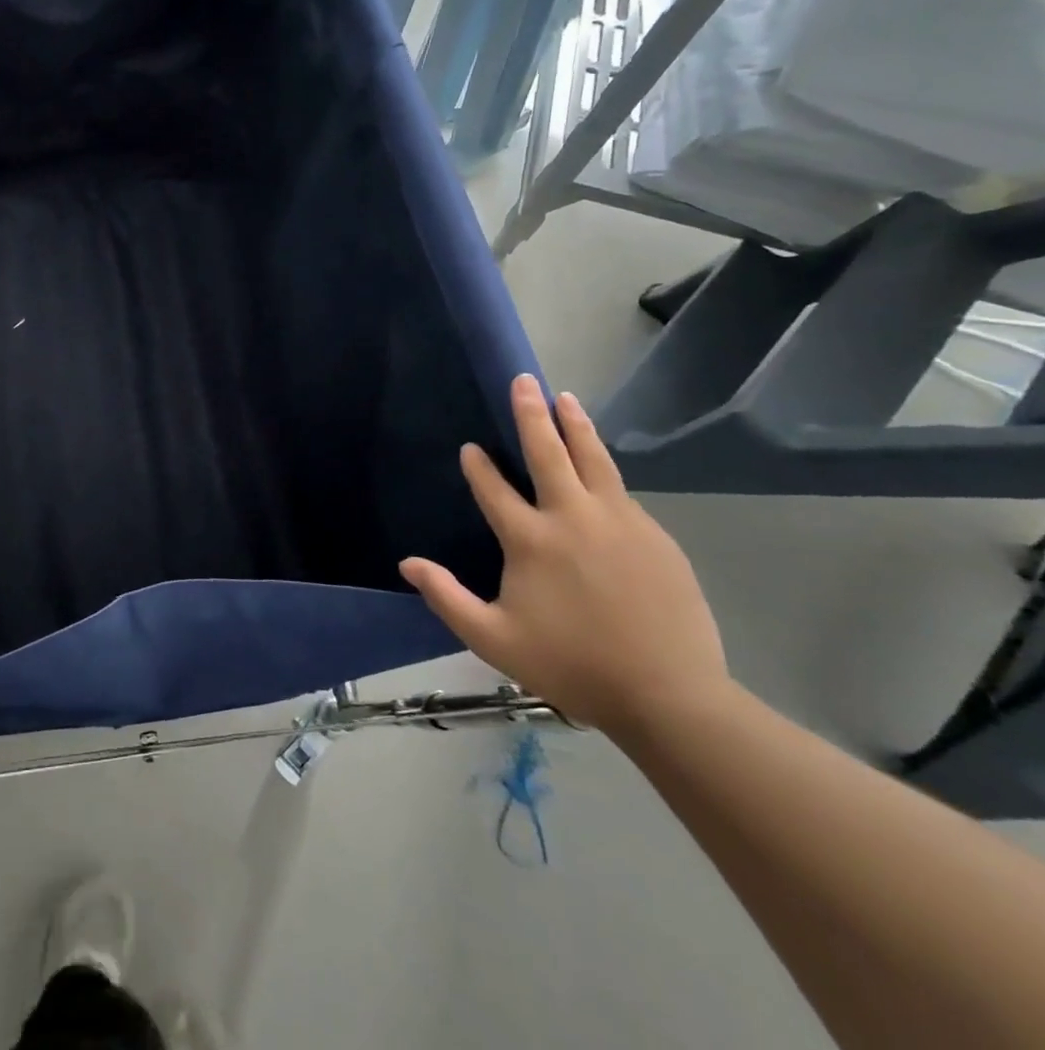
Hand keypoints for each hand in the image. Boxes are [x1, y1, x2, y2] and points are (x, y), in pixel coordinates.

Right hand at [399, 374, 727, 733]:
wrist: (670, 697)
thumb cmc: (572, 665)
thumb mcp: (493, 639)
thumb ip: (446, 598)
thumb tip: (407, 563)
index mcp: (531, 540)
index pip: (494, 489)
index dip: (479, 466)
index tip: (470, 448)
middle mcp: (574, 518)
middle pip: (549, 453)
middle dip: (532, 414)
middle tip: (524, 381)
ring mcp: (620, 523)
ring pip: (594, 460)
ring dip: (576, 426)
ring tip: (566, 397)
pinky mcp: (655, 537)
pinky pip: (620, 492)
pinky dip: (602, 468)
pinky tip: (598, 466)